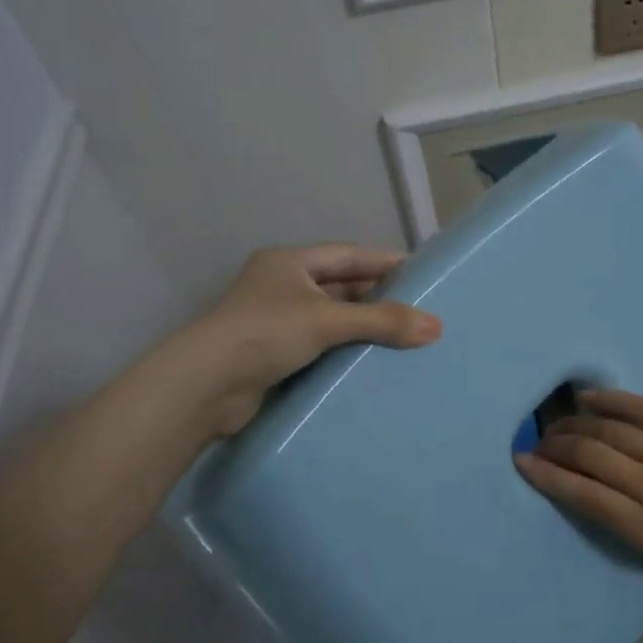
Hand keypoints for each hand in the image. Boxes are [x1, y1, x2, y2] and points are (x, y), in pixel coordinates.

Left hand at [183, 244, 440, 436]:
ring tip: (407, 338)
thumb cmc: (265, 333)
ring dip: (363, 327)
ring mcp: (277, 322)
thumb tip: (436, 327)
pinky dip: (346, 351)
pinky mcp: (275, 355)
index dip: (385, 262)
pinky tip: (374, 362)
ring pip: (332, 319)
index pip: (349, 255)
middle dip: (378, 298)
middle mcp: (282, 286)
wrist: (205, 387)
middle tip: (421, 309)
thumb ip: (381, 321)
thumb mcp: (327, 320)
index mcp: (289, 262)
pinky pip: (322, 346)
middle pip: (341, 287)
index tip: (423, 272)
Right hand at [515, 389, 642, 623]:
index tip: (523, 465)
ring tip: (556, 424)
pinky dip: (612, 400)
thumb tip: (636, 621)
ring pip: (610, 431)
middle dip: (555, 446)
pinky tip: (589, 396)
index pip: (586, 497)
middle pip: (590, 457)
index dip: (549, 478)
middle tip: (538, 444)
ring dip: (576, 424)